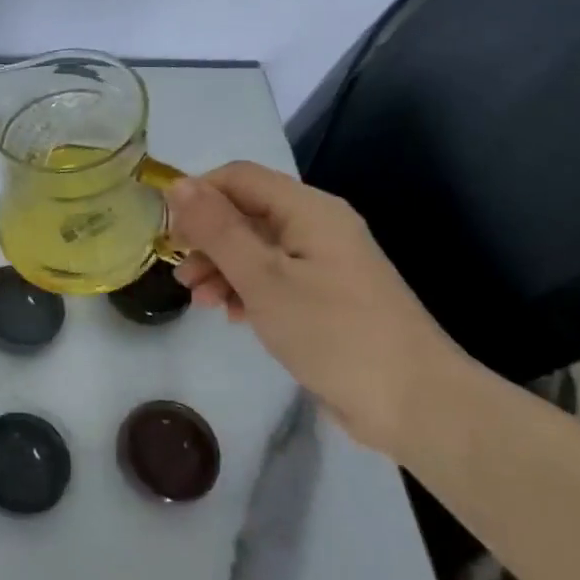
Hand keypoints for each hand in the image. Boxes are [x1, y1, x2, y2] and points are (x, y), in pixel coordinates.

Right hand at [166, 163, 484, 459]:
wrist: (412, 402)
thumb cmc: (332, 332)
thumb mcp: (263, 278)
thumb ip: (218, 230)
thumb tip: (177, 185)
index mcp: (309, 210)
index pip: (239, 178)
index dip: (198, 195)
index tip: (167, 234)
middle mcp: (317, 227)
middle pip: (246, 213)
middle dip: (207, 239)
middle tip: (181, 275)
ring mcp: (323, 264)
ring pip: (256, 249)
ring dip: (221, 268)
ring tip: (200, 300)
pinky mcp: (324, 297)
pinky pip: (273, 278)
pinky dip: (245, 290)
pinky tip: (231, 315)